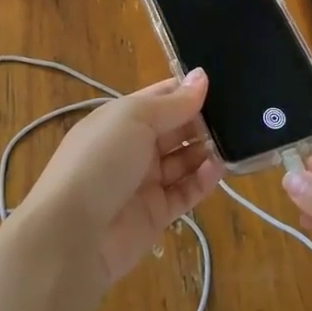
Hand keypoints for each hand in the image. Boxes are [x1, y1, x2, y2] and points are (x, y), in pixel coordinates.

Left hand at [15, 69, 220, 286]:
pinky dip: (204, 179)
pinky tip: (219, 168)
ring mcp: (145, 182)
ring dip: (206, 149)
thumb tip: (202, 76)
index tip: (223, 83)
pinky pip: (186, 191)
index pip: (161, 97)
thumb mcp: (134, 118)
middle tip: (239, 113)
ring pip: (184, 160)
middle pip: (176, 129)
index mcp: (121, 119)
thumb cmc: (100, 161)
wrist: (72, 234)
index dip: (188, 90)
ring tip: (235, 140)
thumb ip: (174, 102)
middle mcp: (133, 147)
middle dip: (202, 120)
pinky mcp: (157, 214)